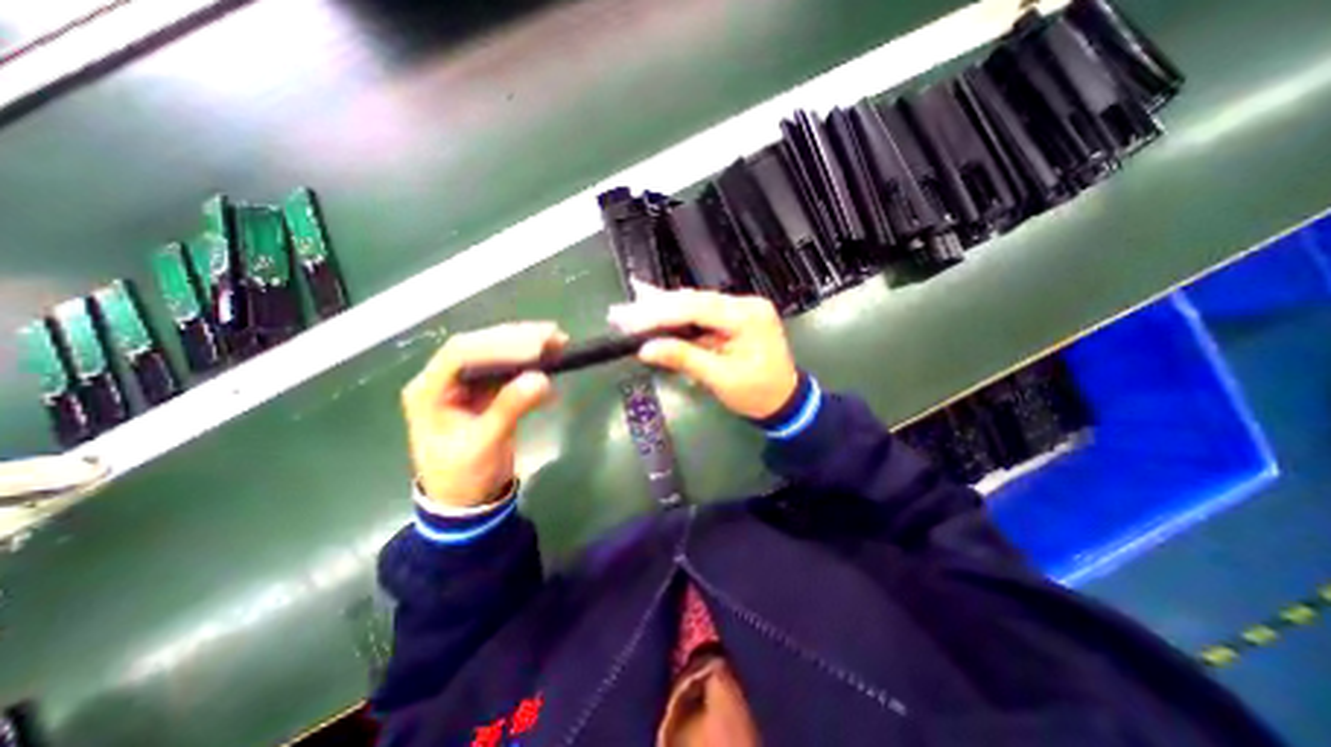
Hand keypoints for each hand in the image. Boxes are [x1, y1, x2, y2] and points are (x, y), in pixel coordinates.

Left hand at [394, 324, 559, 510]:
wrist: (467, 499)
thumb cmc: (464, 476)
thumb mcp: (484, 445)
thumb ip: (509, 409)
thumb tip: (542, 378)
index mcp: (429, 390)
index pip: (461, 353)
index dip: (499, 345)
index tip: (535, 348)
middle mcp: (445, 380)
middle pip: (480, 346)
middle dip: (517, 338)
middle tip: (554, 335)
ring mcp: (466, 384)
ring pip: (496, 354)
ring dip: (527, 346)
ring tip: (558, 341)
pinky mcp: (486, 391)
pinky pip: (509, 370)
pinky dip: (531, 365)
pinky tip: (552, 365)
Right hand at [606, 289, 792, 420]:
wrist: (785, 401)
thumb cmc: (757, 394)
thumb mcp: (721, 379)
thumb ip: (684, 358)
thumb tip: (646, 349)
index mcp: (747, 317)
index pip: (697, 308)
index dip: (660, 313)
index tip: (630, 320)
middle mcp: (745, 304)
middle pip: (693, 302)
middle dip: (655, 308)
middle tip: (620, 314)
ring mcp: (740, 309)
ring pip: (694, 304)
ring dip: (661, 308)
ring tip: (630, 309)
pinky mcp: (733, 317)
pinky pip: (701, 313)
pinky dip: (677, 314)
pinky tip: (653, 301)